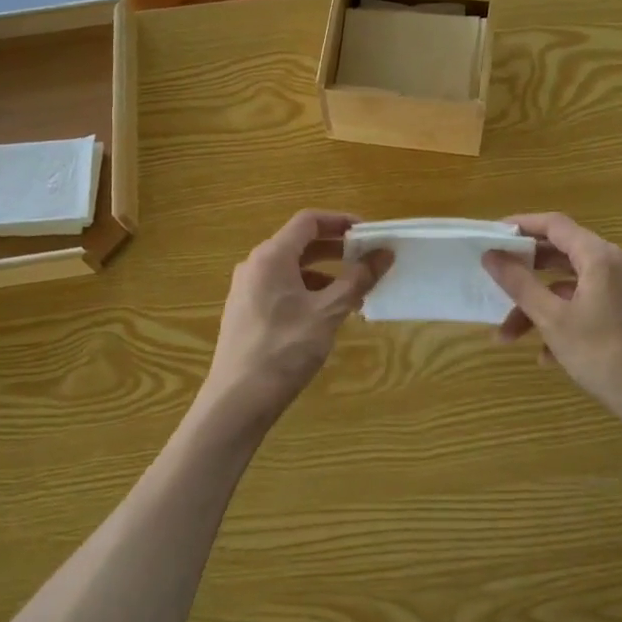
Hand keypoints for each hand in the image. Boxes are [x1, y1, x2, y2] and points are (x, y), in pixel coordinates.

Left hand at [200, 211, 390, 432]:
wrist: (238, 400)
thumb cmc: (285, 349)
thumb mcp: (328, 312)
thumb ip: (357, 279)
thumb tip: (384, 254)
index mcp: (271, 256)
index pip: (308, 221)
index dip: (340, 221)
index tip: (368, 233)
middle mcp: (255, 265)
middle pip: (299, 243)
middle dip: (336, 249)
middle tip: (367, 261)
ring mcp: (246, 289)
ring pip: (291, 269)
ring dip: (324, 274)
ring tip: (353, 294)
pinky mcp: (245, 312)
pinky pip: (280, 288)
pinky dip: (307, 291)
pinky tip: (326, 315)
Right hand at [484, 213, 621, 435]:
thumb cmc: (606, 354)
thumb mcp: (553, 320)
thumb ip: (519, 284)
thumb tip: (491, 256)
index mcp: (599, 257)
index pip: (554, 224)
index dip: (520, 226)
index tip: (491, 236)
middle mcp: (615, 265)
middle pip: (560, 255)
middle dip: (524, 275)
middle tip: (494, 281)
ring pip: (570, 287)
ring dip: (538, 307)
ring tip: (508, 337)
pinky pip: (587, 306)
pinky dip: (563, 321)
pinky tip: (546, 356)